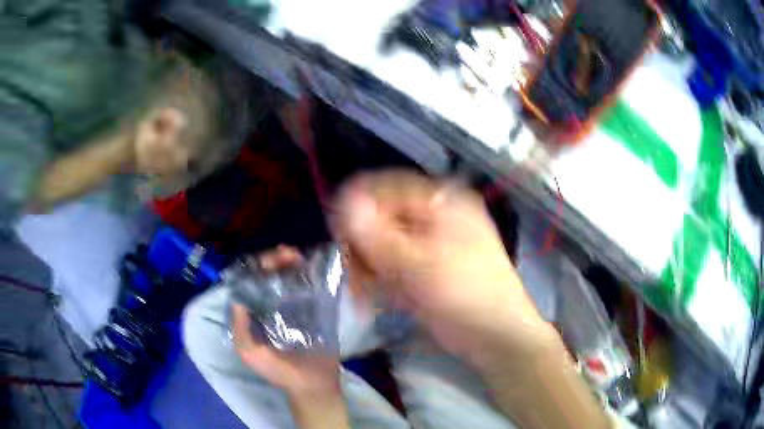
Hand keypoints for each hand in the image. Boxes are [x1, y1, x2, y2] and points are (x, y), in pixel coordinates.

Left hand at [231, 246, 341, 398]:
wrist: (312, 384)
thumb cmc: (278, 371)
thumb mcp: (250, 353)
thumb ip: (240, 328)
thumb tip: (236, 297)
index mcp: (255, 314)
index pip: (250, 283)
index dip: (256, 269)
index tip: (266, 261)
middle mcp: (272, 307)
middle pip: (270, 276)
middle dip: (275, 261)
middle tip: (287, 254)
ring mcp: (294, 307)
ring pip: (289, 277)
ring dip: (291, 263)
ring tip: (297, 256)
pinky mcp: (313, 311)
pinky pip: (309, 288)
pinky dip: (309, 274)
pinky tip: (311, 266)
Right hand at [335, 170, 555, 364]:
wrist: (497, 336)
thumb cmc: (464, 294)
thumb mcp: (418, 264)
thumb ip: (376, 234)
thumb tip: (342, 202)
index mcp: (441, 200)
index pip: (385, 189)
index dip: (357, 209)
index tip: (339, 240)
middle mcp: (435, 215)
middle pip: (382, 217)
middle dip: (363, 248)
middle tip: (353, 278)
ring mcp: (430, 242)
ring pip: (384, 244)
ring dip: (369, 268)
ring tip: (364, 296)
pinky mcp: (426, 267)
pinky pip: (393, 264)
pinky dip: (382, 280)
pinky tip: (377, 300)